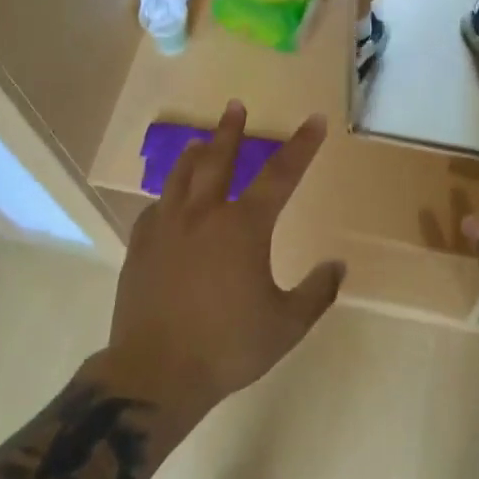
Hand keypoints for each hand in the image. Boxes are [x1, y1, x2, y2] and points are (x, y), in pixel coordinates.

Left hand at [107, 102, 345, 415]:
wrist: (156, 372)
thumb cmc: (228, 347)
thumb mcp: (287, 325)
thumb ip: (317, 292)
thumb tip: (338, 266)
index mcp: (243, 227)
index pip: (280, 175)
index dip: (301, 146)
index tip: (315, 121)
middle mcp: (203, 215)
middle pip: (218, 160)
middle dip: (231, 131)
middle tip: (235, 106)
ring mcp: (166, 228)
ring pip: (180, 177)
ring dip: (194, 154)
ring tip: (200, 140)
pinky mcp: (140, 247)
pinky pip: (155, 209)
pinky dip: (167, 196)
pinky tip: (167, 201)